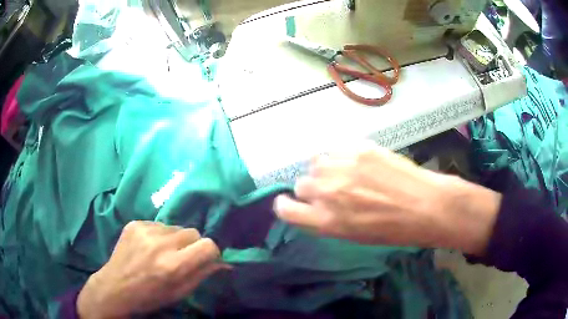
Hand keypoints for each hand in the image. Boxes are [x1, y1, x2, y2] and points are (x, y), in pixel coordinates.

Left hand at [77, 221, 225, 318]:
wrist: (115, 287)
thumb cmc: (150, 296)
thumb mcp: (179, 293)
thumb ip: (202, 275)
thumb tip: (222, 263)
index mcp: (173, 266)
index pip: (207, 245)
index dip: (210, 252)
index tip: (205, 259)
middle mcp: (160, 244)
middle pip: (192, 231)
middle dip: (192, 244)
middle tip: (181, 257)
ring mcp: (145, 230)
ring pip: (175, 227)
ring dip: (174, 239)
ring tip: (161, 252)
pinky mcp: (134, 223)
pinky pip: (158, 224)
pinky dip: (158, 235)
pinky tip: (148, 247)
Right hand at [274, 142, 501, 255]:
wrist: (426, 206)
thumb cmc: (393, 230)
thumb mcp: (354, 235)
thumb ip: (328, 219)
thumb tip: (316, 205)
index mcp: (326, 221)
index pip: (285, 209)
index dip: (286, 205)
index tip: (293, 203)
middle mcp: (328, 192)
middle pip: (301, 183)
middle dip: (313, 188)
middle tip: (333, 190)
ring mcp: (343, 166)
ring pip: (316, 162)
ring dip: (326, 169)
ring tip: (346, 172)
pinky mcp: (358, 148)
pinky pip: (336, 148)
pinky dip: (342, 155)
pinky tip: (360, 162)